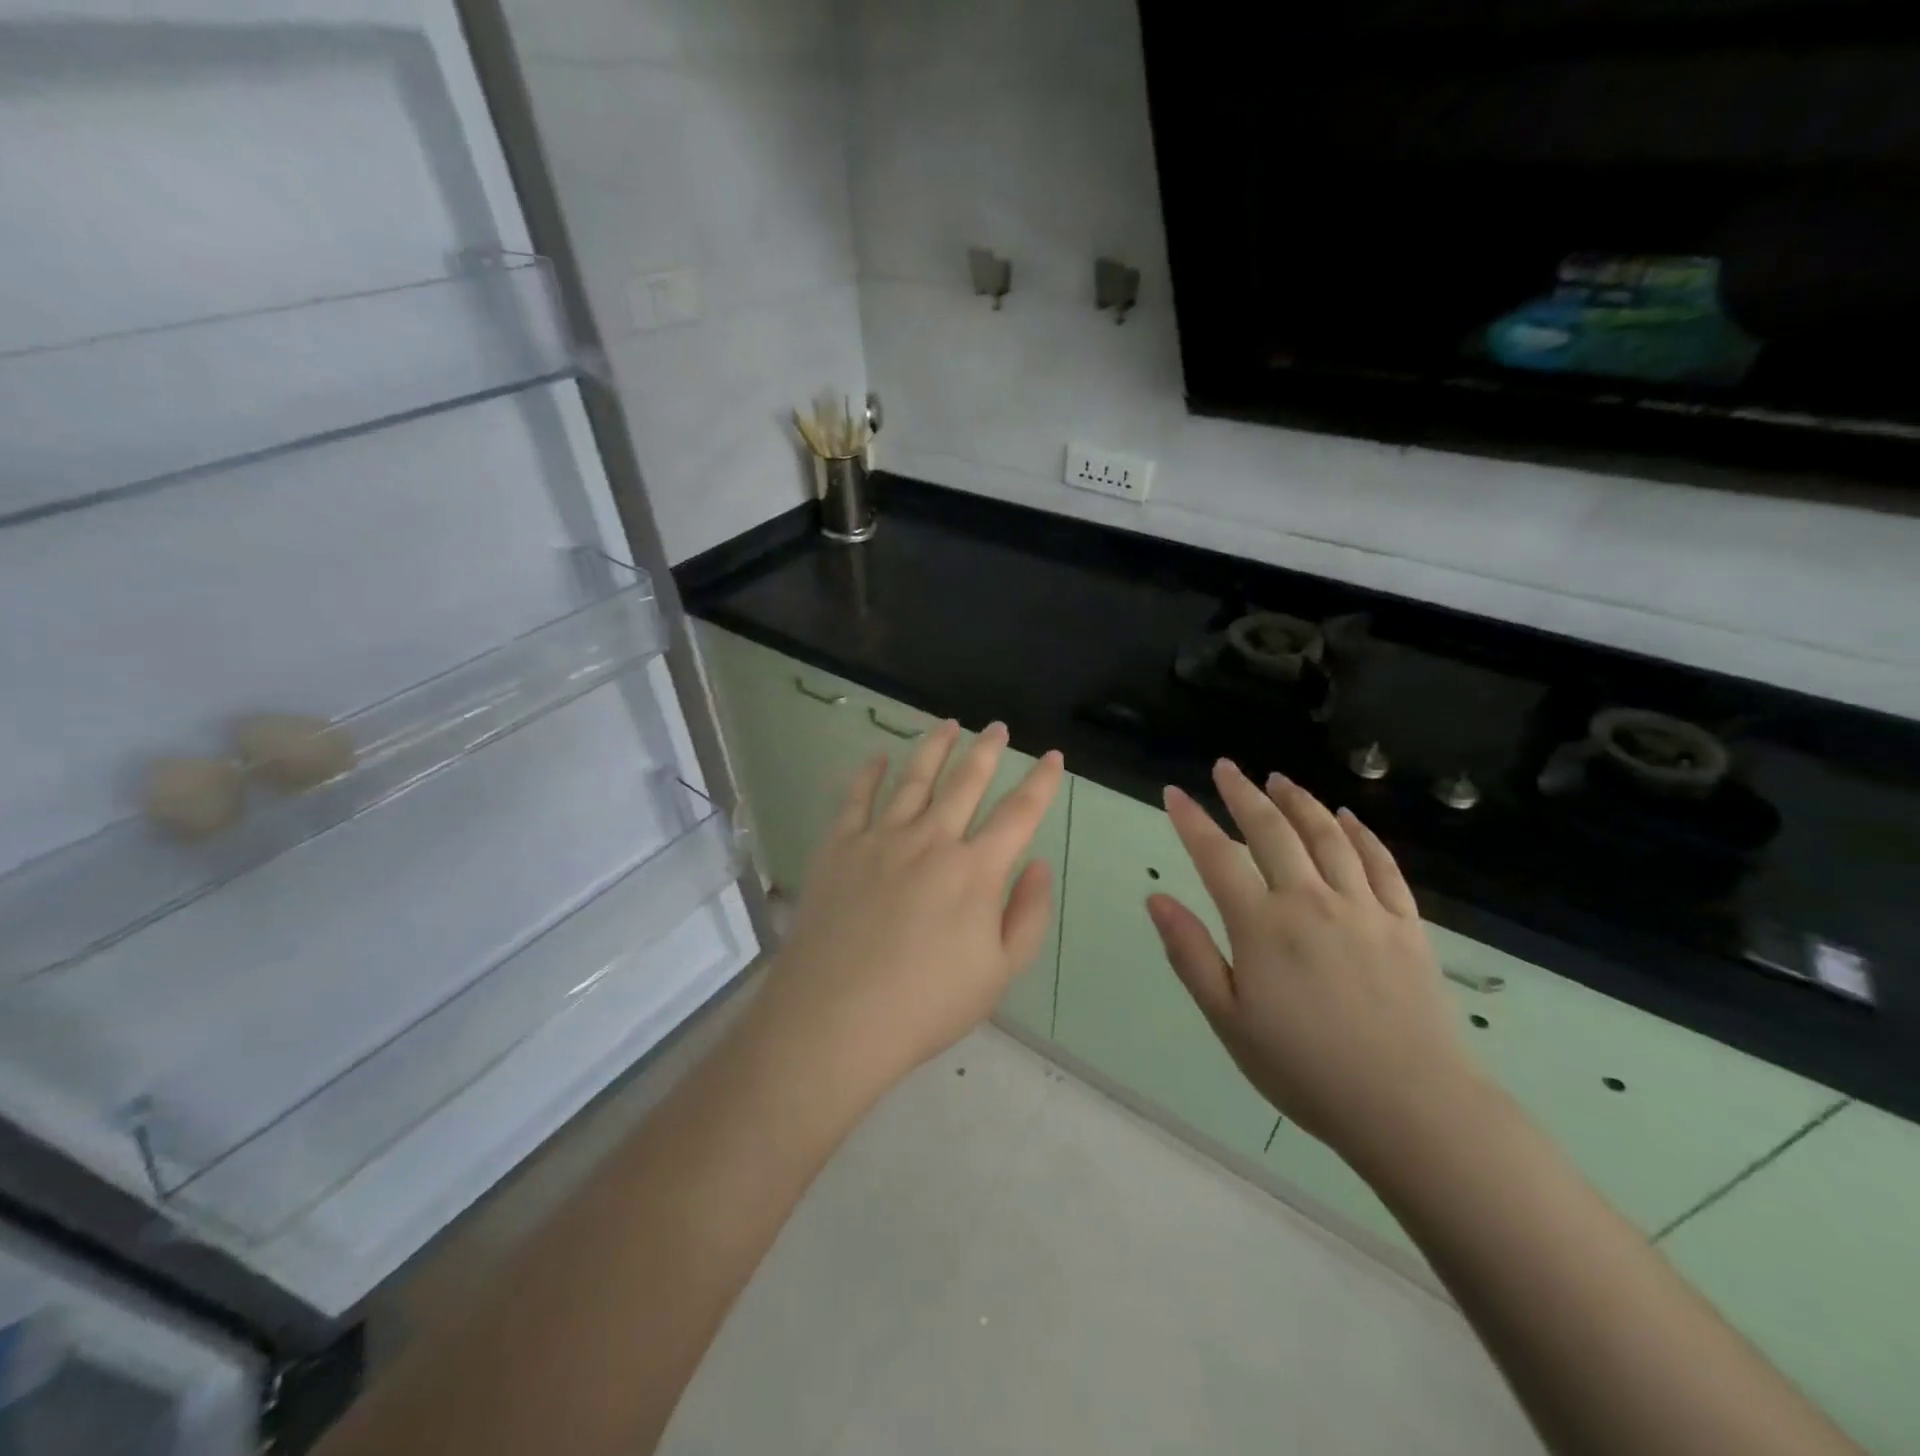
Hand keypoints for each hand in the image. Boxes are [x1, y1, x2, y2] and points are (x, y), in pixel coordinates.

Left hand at [757, 720, 1065, 1093]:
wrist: (836, 1019)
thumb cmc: (926, 1005)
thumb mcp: (999, 973)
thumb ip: (1028, 915)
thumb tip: (1038, 863)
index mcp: (975, 870)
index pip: (1019, 813)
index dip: (1042, 782)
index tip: (1053, 757)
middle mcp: (931, 840)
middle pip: (966, 782)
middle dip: (987, 750)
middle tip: (998, 727)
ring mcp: (881, 838)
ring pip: (914, 778)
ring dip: (935, 747)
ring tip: (948, 724)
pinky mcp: (839, 847)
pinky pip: (856, 798)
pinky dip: (869, 773)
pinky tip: (877, 757)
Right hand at [1147, 760, 1488, 1168]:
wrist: (1413, 1108)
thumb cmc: (1306, 1070)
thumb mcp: (1229, 1020)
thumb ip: (1191, 954)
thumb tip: (1157, 899)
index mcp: (1262, 926)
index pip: (1216, 856)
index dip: (1191, 820)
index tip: (1174, 793)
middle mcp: (1311, 901)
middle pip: (1273, 830)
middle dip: (1244, 793)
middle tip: (1226, 767)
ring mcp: (1364, 908)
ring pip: (1328, 836)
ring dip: (1299, 801)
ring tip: (1279, 779)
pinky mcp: (1406, 924)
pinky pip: (1381, 864)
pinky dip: (1361, 834)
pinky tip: (1348, 817)